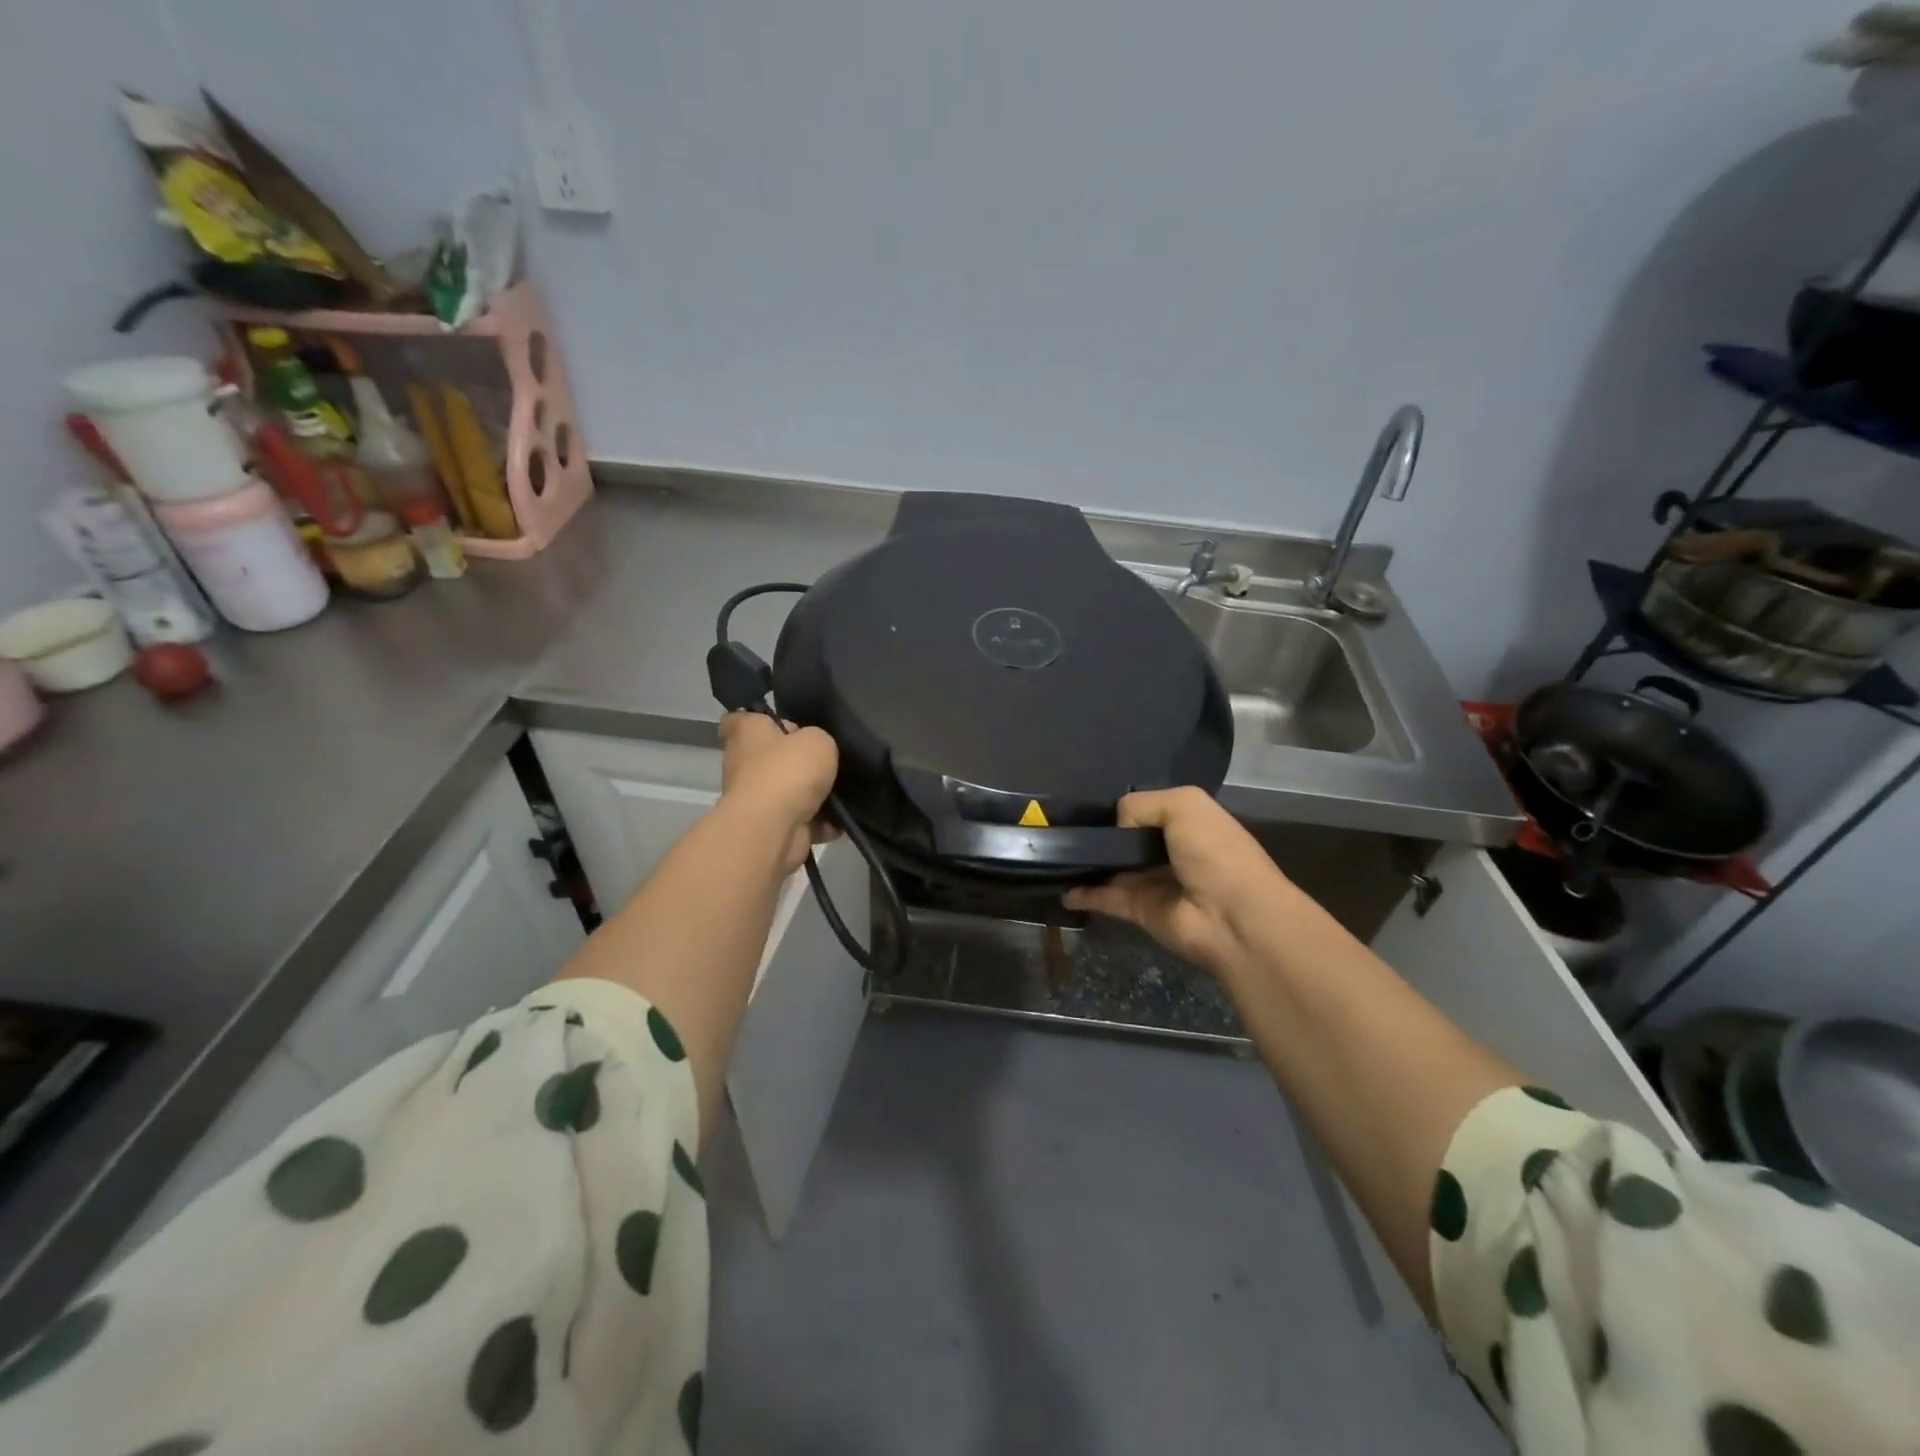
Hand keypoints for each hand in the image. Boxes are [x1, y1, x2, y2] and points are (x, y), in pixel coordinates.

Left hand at [719, 712, 839, 871]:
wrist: (773, 828)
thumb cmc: (788, 771)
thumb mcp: (817, 740)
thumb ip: (818, 740)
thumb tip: (814, 752)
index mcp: (746, 733)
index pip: (740, 718)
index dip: (761, 720)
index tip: (785, 725)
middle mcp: (743, 764)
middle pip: (770, 757)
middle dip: (798, 761)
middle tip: (826, 760)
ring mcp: (754, 799)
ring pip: (788, 791)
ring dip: (813, 796)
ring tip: (841, 792)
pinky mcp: (769, 827)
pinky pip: (800, 821)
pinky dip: (819, 823)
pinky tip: (839, 821)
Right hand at [1063, 787, 1284, 974]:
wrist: (1232, 917)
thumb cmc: (1215, 852)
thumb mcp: (1184, 805)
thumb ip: (1140, 805)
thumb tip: (1115, 828)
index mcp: (1188, 822)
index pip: (1149, 810)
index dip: (1124, 808)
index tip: (1092, 804)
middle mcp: (1170, 851)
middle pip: (1127, 839)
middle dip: (1101, 833)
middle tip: (1065, 827)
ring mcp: (1154, 883)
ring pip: (1113, 868)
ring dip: (1088, 863)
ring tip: (1054, 853)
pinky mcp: (1140, 911)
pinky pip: (1105, 897)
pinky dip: (1083, 893)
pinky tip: (1061, 886)